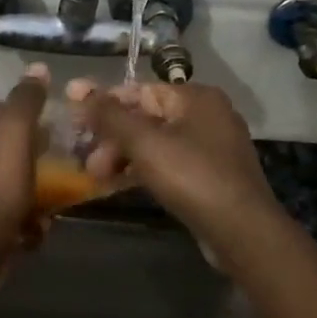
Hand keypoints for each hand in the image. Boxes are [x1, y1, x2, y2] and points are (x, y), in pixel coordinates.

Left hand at [0, 75, 46, 267]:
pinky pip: (2, 212)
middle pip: (7, 149)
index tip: (55, 136)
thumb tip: (38, 68)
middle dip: (35, 163)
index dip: (32, 121)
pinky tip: (33, 232)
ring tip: (49, 208)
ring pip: (8, 183)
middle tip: (58, 173)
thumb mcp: (16, 135)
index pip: (2, 111)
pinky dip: (21, 221)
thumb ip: (26, 101)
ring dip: (33, 196)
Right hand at [73, 81, 283, 247]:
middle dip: (112, 138)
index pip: (138, 91)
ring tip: (96, 176)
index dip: (103, 103)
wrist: (242, 231)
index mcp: (195, 97)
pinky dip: (143, 170)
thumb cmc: (191, 176)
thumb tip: (77, 86)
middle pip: (146, 118)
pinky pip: (169, 163)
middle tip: (86, 161)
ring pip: (156, 143)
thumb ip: (109, 115)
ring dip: (123, 156)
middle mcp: (207, 114)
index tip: (74, 120)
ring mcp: (212, 146)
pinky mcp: (212, 175)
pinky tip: (119, 185)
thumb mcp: (144, 142)